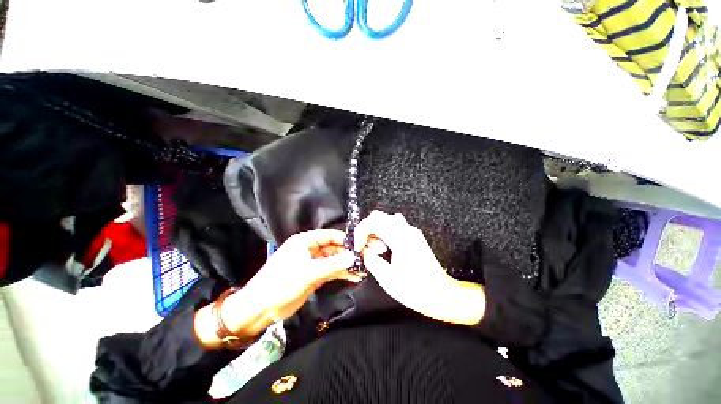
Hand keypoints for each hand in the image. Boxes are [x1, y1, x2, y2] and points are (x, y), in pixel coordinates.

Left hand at [196, 229, 360, 347]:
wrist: (261, 307)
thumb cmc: (282, 282)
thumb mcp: (309, 272)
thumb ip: (333, 264)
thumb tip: (353, 257)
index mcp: (305, 241)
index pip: (329, 235)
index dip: (344, 238)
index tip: (360, 244)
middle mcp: (309, 250)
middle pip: (332, 248)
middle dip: (347, 254)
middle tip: (364, 259)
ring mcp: (312, 264)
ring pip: (333, 261)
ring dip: (345, 265)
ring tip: (362, 270)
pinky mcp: (313, 276)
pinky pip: (330, 272)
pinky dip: (340, 274)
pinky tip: (353, 277)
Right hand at [354, 211, 485, 325]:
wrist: (442, 295)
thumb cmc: (416, 290)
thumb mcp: (387, 278)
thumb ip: (371, 260)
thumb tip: (364, 250)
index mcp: (400, 238)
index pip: (373, 222)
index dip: (361, 232)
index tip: (358, 247)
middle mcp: (407, 230)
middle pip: (379, 216)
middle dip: (366, 229)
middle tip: (363, 246)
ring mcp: (412, 233)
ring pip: (387, 220)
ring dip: (376, 230)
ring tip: (375, 249)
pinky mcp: (414, 237)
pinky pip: (395, 227)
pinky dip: (384, 233)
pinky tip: (385, 249)